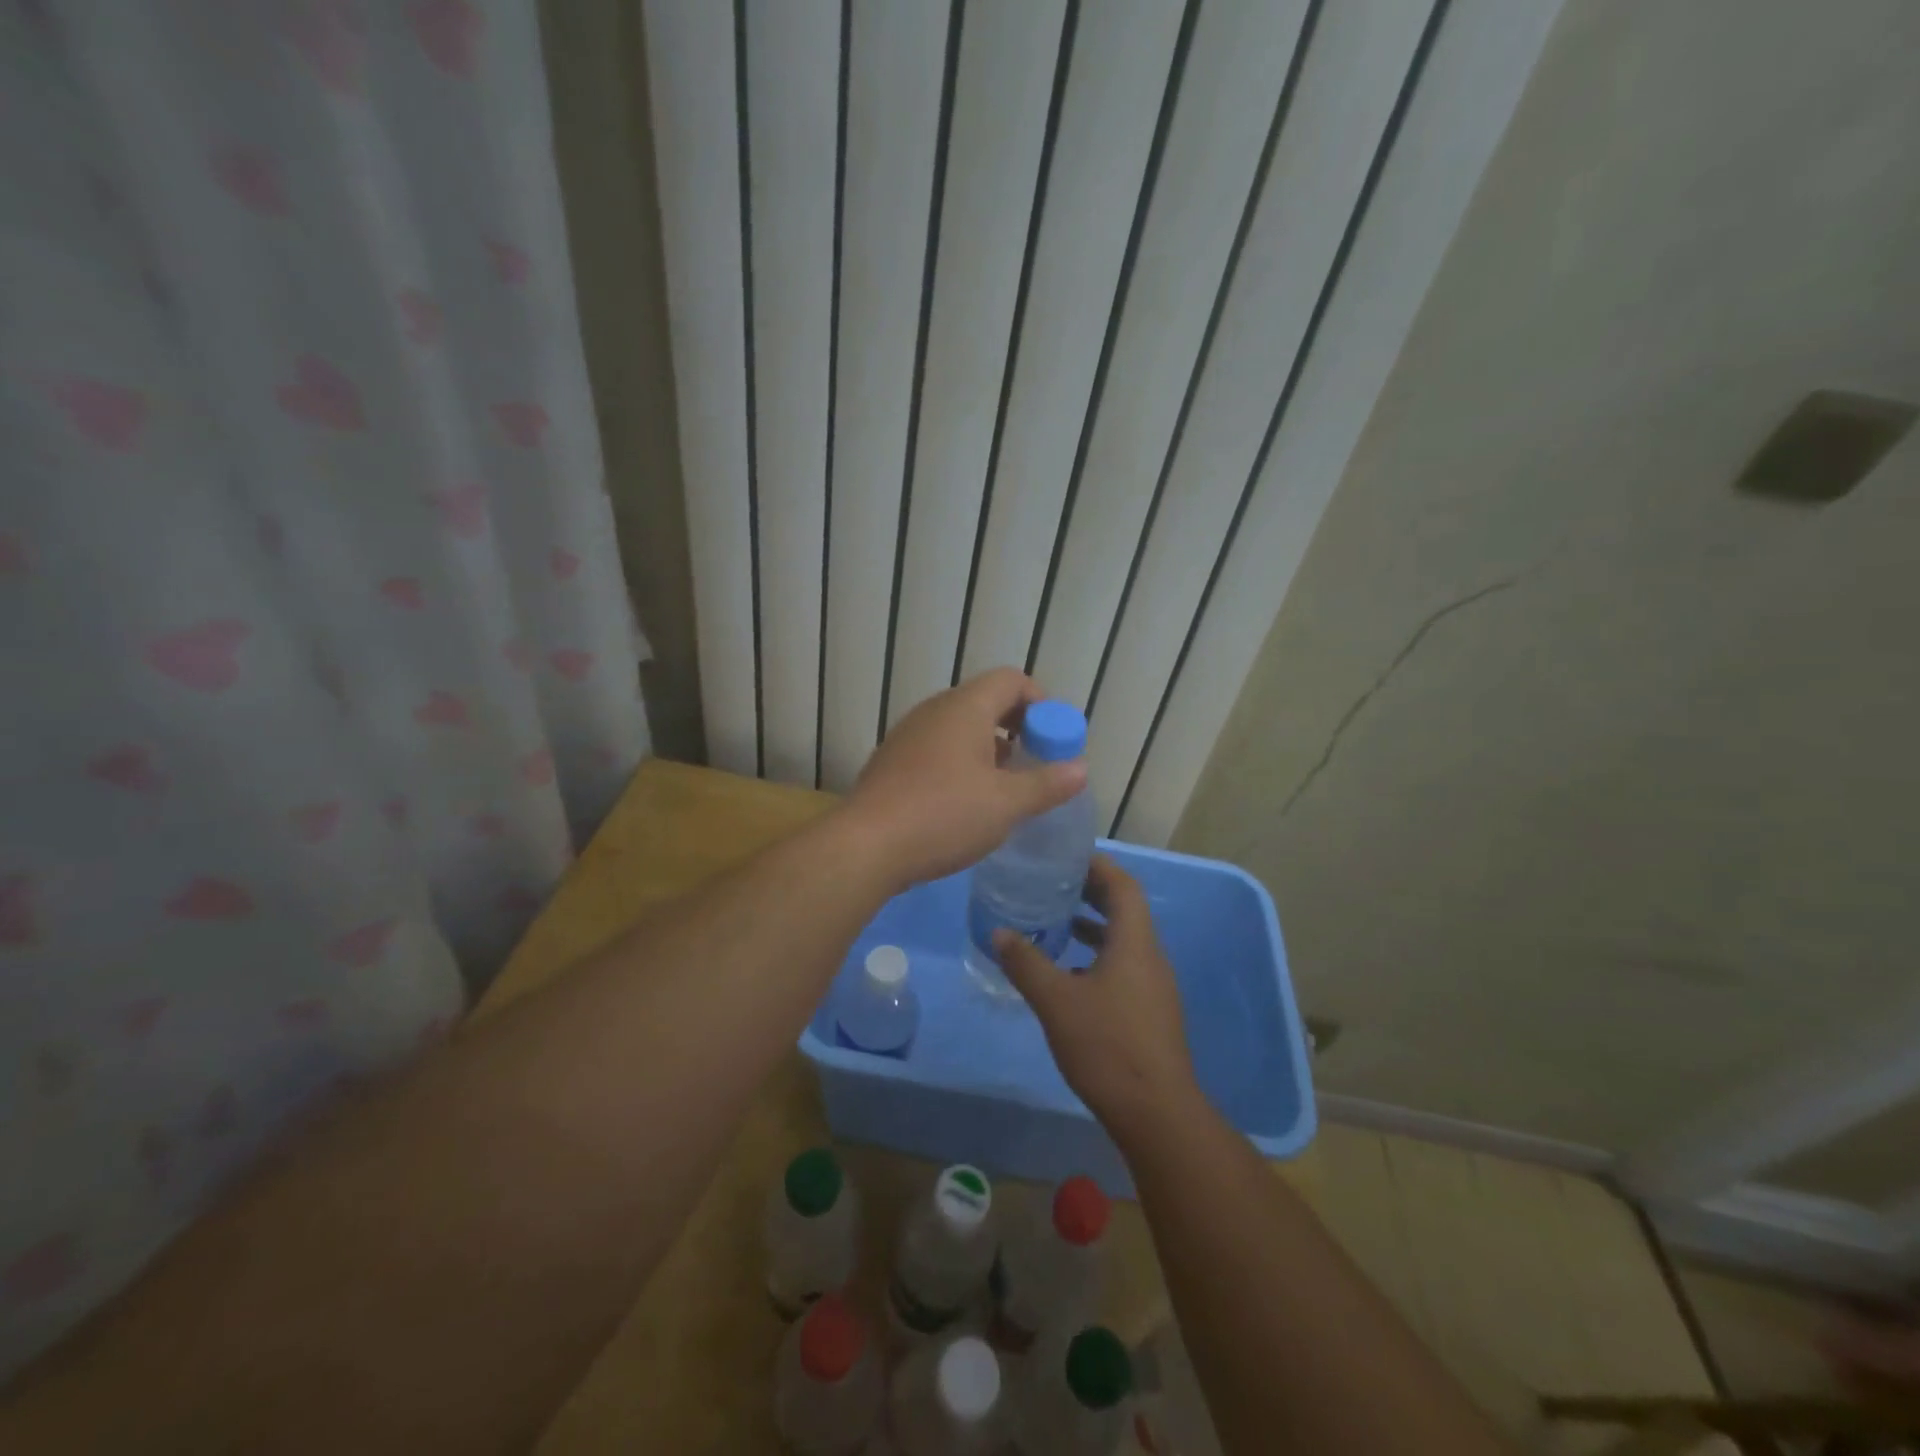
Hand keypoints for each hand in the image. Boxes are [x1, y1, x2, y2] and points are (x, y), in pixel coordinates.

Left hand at [842, 668, 1086, 891]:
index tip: (1054, 738)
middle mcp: (935, 711)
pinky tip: (966, 800)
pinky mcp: (893, 761)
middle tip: (1036, 761)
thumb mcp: (1006, 804)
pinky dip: (961, 761)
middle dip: (1018, 726)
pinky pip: (938, 747)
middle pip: (986, 700)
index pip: (1011, 680)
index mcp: (965, 708)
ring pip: (960, 726)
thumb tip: (1081, 769)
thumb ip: (1047, 784)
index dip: (1041, 702)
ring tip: (1005, 784)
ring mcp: (909, 734)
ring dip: (989, 746)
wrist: (867, 846)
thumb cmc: (943, 816)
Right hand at [993, 856, 1199, 1131]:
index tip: (1066, 856)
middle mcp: (1150, 957)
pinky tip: (1069, 974)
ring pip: (1124, 940)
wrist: (1156, 1112)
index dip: (1098, 865)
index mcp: (1135, 943)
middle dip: (1092, 892)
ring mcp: (1154, 986)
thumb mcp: (1056, 1001)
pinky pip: (1124, 966)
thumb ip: (1026, 963)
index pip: (1123, 886)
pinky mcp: (1150, 1012)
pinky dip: (1098, 956)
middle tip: (1053, 883)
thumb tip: (999, 932)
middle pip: (1125, 910)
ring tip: (1056, 922)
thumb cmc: (1107, 1046)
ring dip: (1094, 926)